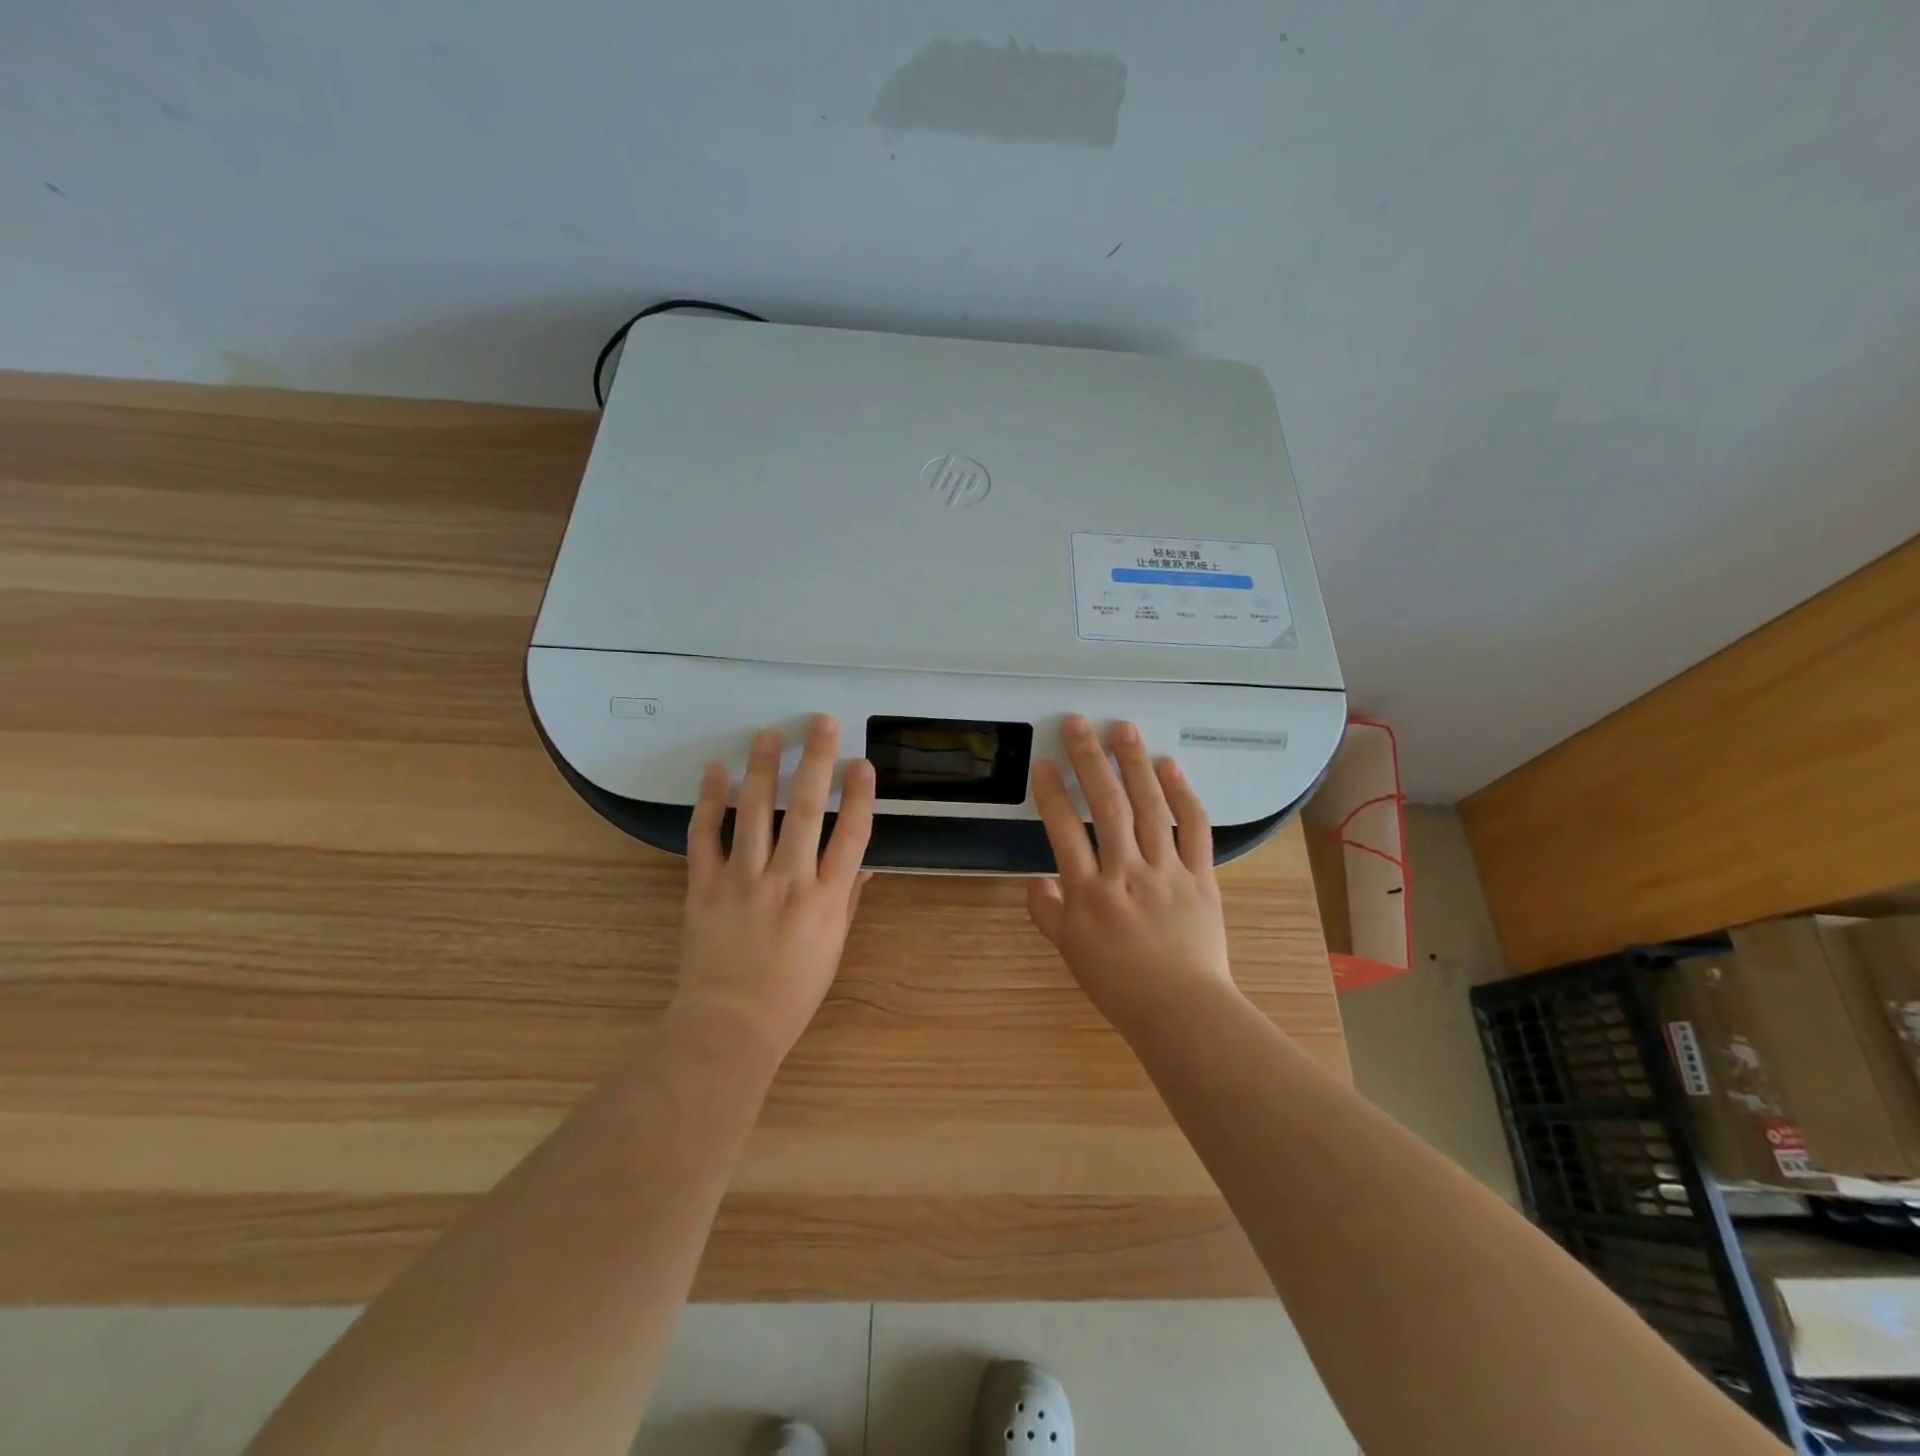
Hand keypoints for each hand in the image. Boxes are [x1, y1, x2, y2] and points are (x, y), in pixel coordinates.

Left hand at [674, 715, 874, 1059]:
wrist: (730, 1025)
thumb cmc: (792, 992)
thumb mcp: (833, 948)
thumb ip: (848, 900)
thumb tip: (863, 863)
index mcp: (826, 899)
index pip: (851, 835)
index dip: (859, 795)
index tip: (862, 763)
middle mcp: (788, 881)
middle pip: (805, 810)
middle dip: (816, 761)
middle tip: (821, 722)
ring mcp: (743, 880)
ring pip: (754, 812)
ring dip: (762, 768)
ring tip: (768, 733)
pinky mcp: (705, 886)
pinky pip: (705, 836)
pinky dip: (708, 801)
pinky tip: (715, 772)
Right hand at [1026, 715, 1235, 1032]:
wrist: (1182, 1010)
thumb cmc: (1119, 984)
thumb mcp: (1070, 952)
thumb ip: (1047, 913)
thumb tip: (1033, 882)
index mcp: (1089, 892)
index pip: (1064, 831)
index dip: (1052, 793)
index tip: (1044, 762)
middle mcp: (1126, 872)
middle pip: (1106, 806)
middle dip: (1090, 761)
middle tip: (1079, 724)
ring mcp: (1167, 871)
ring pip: (1150, 808)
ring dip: (1135, 765)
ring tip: (1124, 730)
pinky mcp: (1201, 876)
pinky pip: (1194, 829)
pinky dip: (1184, 795)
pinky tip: (1171, 767)